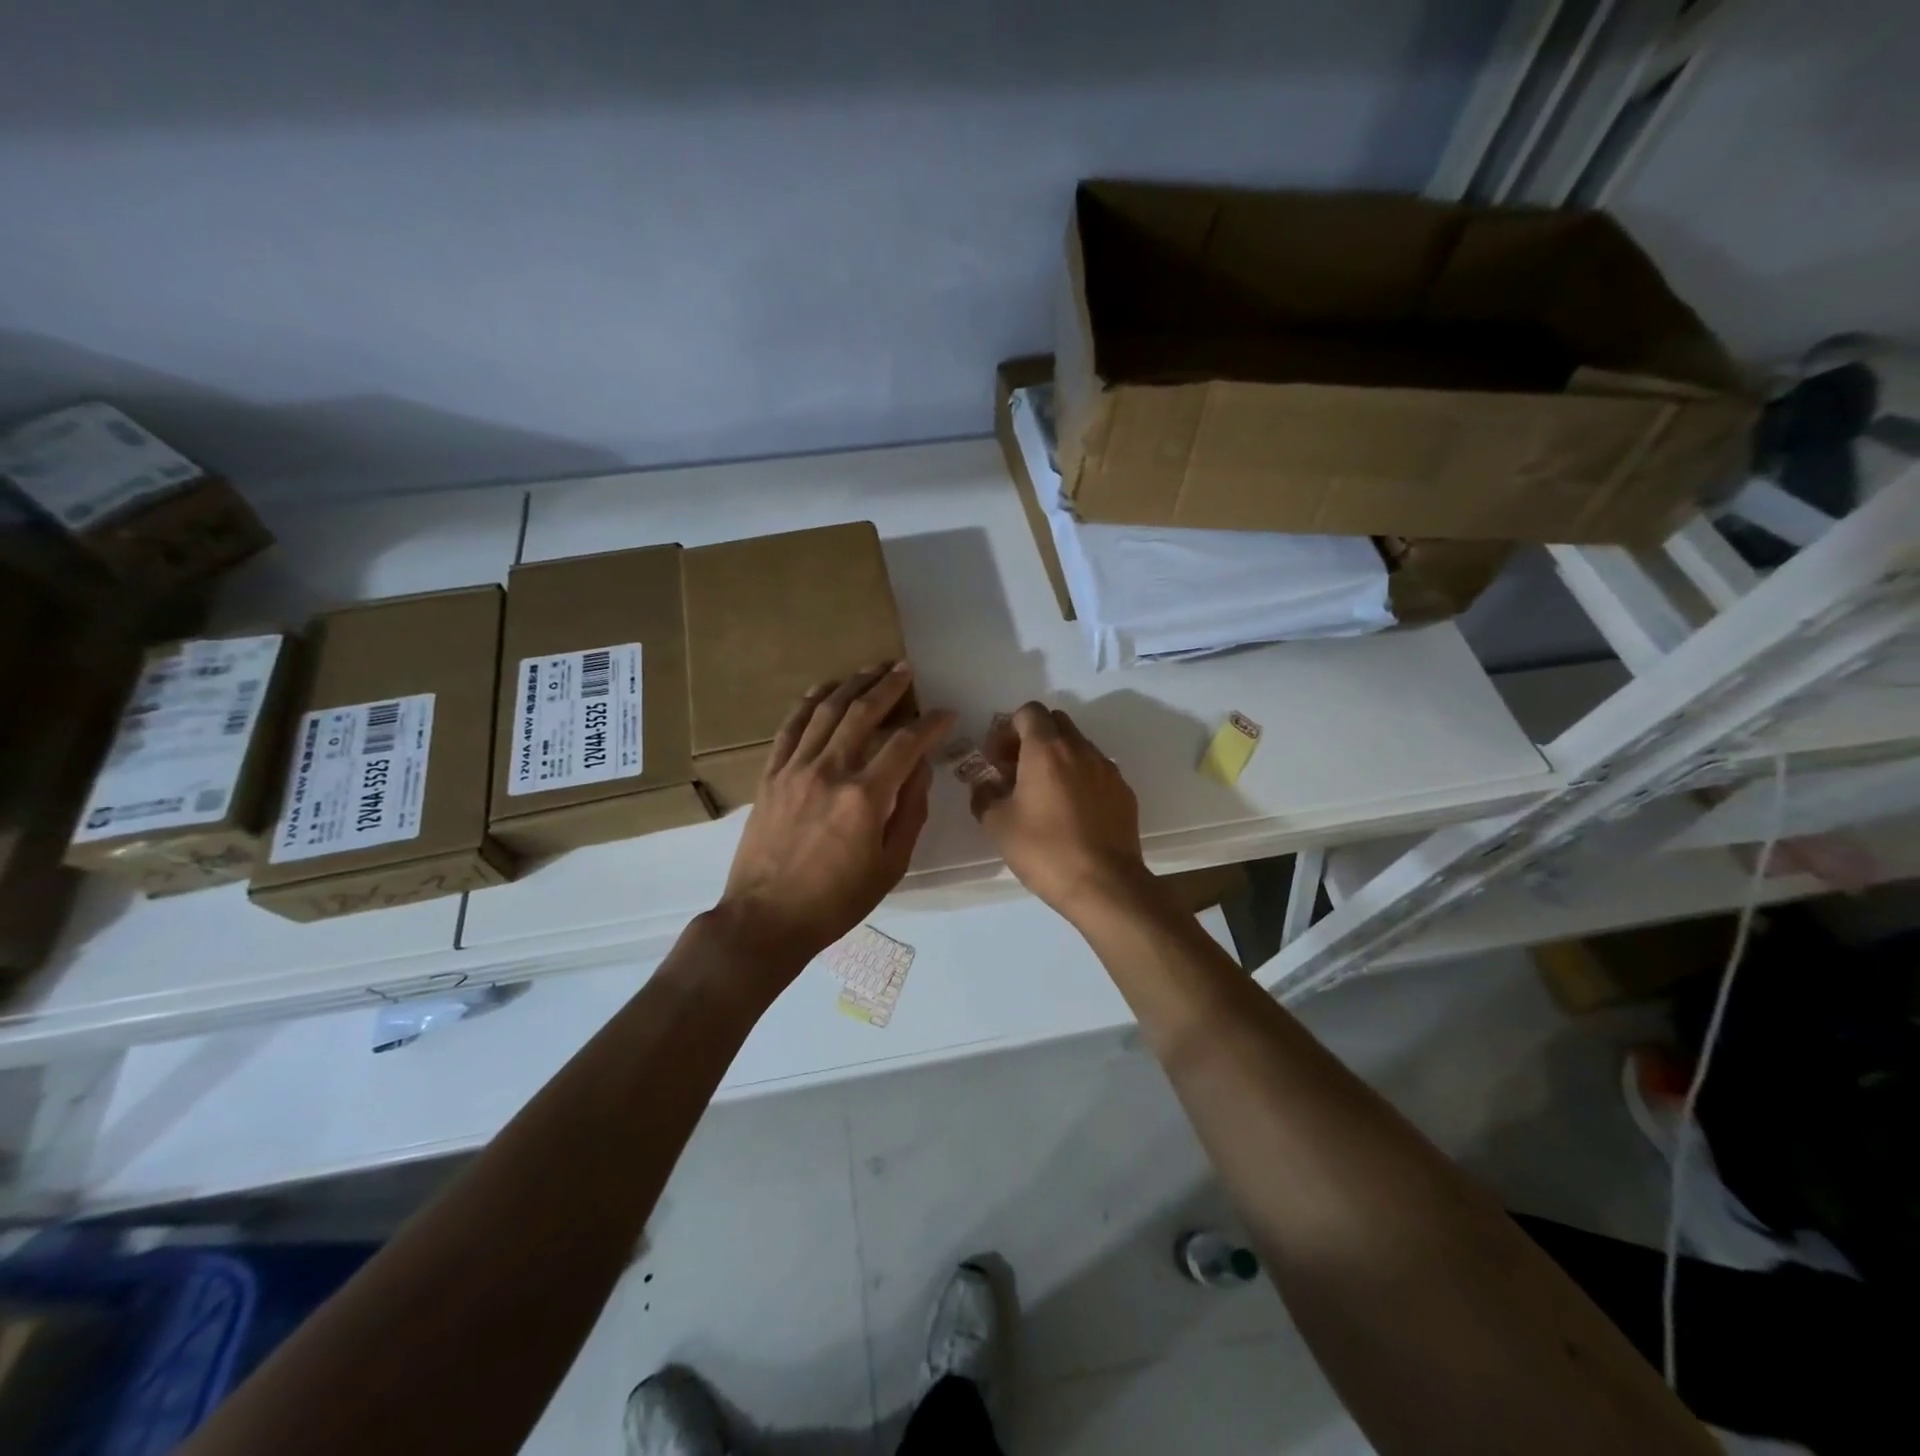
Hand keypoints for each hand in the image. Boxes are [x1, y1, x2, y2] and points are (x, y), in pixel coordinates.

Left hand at [715, 664, 953, 976]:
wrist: (767, 918)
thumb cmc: (837, 900)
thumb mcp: (891, 865)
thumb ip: (910, 811)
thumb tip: (920, 768)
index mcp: (864, 797)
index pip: (906, 744)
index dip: (930, 724)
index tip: (946, 714)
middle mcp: (829, 771)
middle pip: (863, 713)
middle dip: (889, 685)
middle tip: (906, 669)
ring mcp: (794, 769)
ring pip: (825, 710)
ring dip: (852, 684)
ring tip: (872, 668)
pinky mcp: (770, 775)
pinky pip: (790, 727)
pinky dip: (809, 702)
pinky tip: (824, 688)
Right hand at [969, 702, 1151, 923]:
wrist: (1104, 885)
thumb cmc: (1044, 850)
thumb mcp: (997, 824)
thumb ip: (984, 795)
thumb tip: (984, 785)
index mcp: (1047, 749)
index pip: (1029, 712)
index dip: (1008, 728)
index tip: (998, 758)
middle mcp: (1081, 749)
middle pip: (1056, 723)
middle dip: (1033, 738)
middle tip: (1017, 771)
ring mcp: (1108, 769)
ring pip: (1079, 746)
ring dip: (1058, 758)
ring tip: (1044, 795)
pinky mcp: (1124, 792)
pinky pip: (1097, 771)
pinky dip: (1080, 778)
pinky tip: (1072, 813)